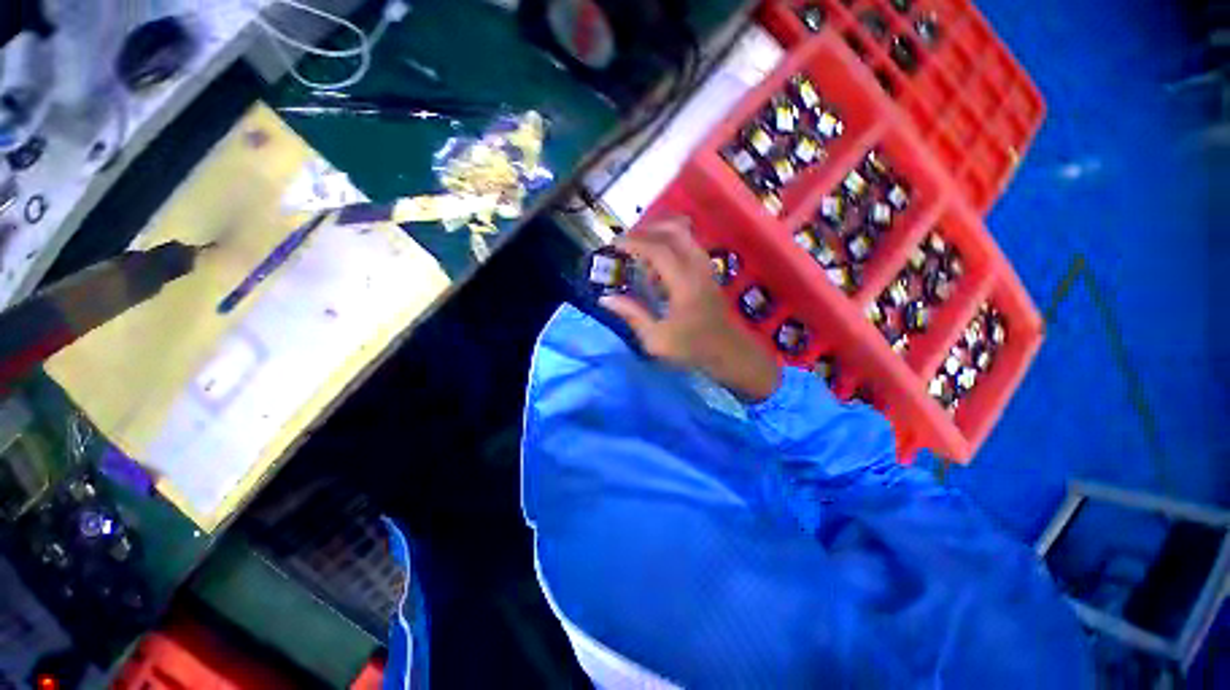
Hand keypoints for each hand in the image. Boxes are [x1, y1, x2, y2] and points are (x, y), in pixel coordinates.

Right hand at [600, 217, 780, 401]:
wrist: (728, 351)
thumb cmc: (692, 348)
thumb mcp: (656, 338)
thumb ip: (632, 314)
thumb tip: (605, 299)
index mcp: (685, 283)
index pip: (658, 249)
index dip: (634, 243)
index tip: (614, 245)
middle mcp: (697, 267)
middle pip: (674, 230)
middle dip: (647, 230)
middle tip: (626, 242)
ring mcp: (706, 267)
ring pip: (684, 234)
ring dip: (659, 236)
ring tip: (639, 254)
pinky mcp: (708, 271)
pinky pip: (687, 245)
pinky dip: (670, 246)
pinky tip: (657, 270)